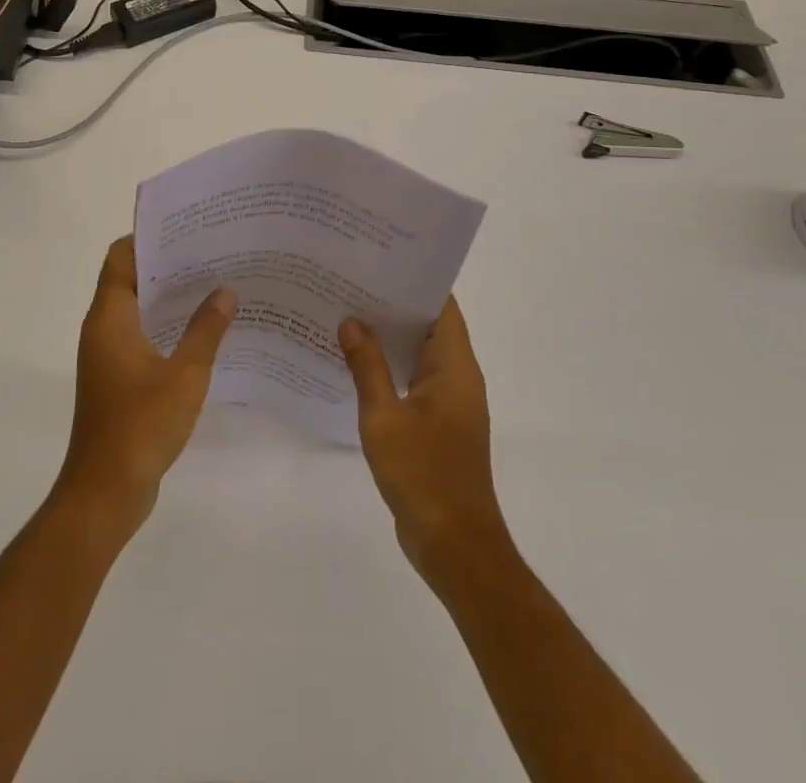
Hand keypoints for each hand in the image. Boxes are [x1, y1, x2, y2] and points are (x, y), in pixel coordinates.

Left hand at [54, 237, 234, 537]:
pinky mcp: (117, 378)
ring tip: (213, 284)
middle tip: (211, 252)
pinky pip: (141, 335)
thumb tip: (226, 291)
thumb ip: (206, 330)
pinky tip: (202, 331)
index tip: (186, 227)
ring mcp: (108, 354)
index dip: (148, 237)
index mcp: (110, 317)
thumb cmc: (141, 425)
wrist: (105, 492)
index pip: (120, 257)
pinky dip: (166, 325)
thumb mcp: (185, 375)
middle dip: (166, 264)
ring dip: (168, 296)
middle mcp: (103, 328)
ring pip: (137, 308)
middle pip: (129, 278)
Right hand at [339, 299, 512, 586]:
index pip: (441, 306)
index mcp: (454, 366)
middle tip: (351, 282)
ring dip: (390, 336)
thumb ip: (367, 366)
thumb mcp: (384, 417)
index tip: (379, 261)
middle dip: (394, 304)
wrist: (454, 545)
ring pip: (419, 353)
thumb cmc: (423, 474)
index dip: (414, 281)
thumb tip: (351, 321)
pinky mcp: (439, 423)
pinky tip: (355, 362)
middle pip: (429, 325)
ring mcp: (450, 401)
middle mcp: (458, 376)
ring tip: (347, 312)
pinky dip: (390, 365)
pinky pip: (414, 379)